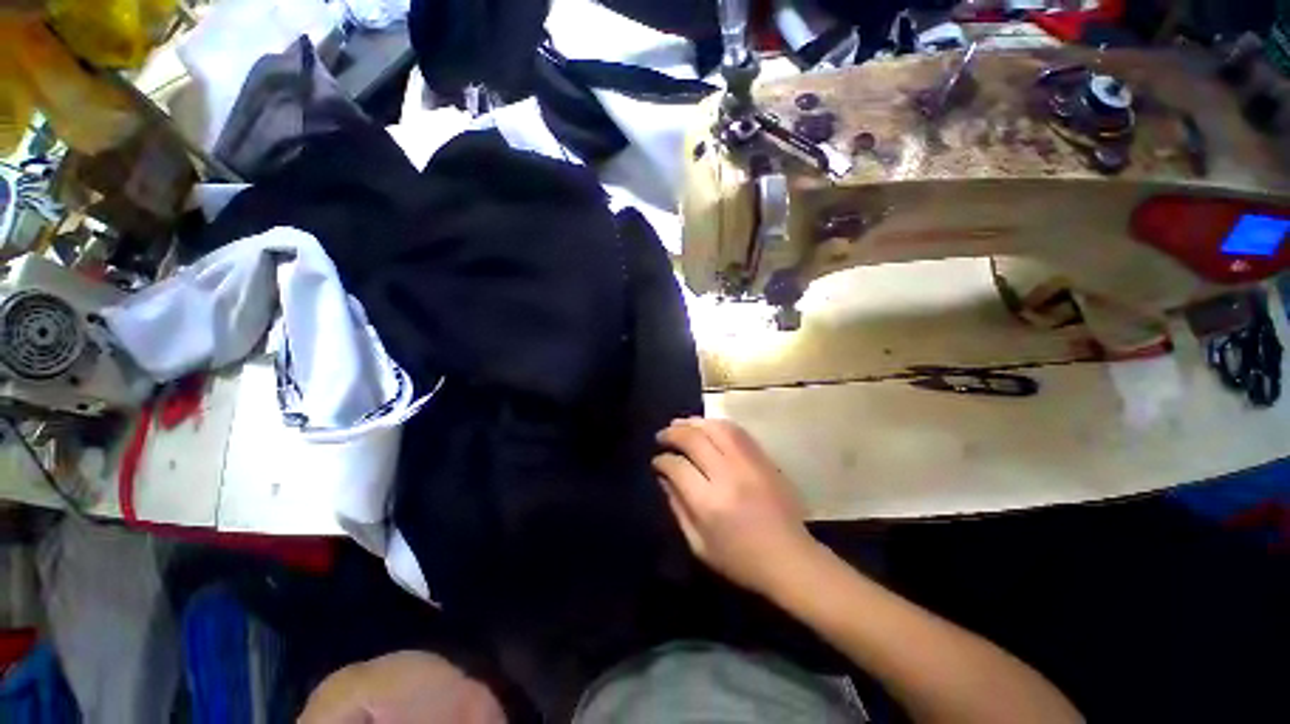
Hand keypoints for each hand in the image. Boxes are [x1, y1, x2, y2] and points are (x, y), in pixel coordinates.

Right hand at [653, 417, 817, 595]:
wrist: (790, 559)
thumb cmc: (740, 560)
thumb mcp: (698, 544)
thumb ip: (677, 507)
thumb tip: (664, 477)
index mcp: (709, 503)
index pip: (678, 467)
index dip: (662, 460)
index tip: (657, 461)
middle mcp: (728, 475)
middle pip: (694, 439)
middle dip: (673, 433)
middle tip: (662, 435)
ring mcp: (749, 463)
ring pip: (716, 428)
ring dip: (694, 422)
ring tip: (680, 424)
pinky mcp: (764, 459)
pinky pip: (737, 431)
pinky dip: (716, 424)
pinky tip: (706, 427)